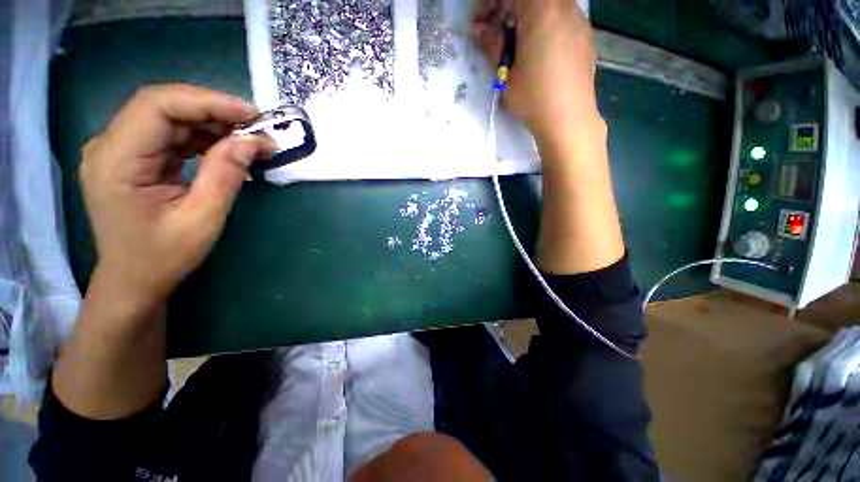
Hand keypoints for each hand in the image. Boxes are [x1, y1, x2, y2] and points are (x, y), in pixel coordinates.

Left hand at [79, 84, 274, 321]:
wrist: (133, 281)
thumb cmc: (163, 257)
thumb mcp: (202, 219)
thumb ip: (226, 175)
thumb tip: (253, 142)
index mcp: (116, 160)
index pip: (158, 106)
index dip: (208, 102)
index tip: (252, 115)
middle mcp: (109, 145)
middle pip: (163, 106)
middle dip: (214, 111)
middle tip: (257, 128)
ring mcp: (119, 150)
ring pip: (169, 117)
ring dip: (212, 124)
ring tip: (249, 140)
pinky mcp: (133, 157)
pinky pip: (170, 134)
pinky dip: (202, 137)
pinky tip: (226, 148)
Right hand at [473, 0, 601, 144]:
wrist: (568, 119)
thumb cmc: (533, 98)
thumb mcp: (505, 74)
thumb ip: (492, 45)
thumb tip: (480, 29)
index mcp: (541, 10)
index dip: (489, 4)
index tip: (480, 23)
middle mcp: (564, 6)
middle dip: (508, 8)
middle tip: (495, 32)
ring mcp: (579, 20)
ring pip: (547, 6)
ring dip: (526, 16)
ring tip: (516, 43)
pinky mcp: (585, 36)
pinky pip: (562, 17)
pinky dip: (544, 24)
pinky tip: (538, 49)